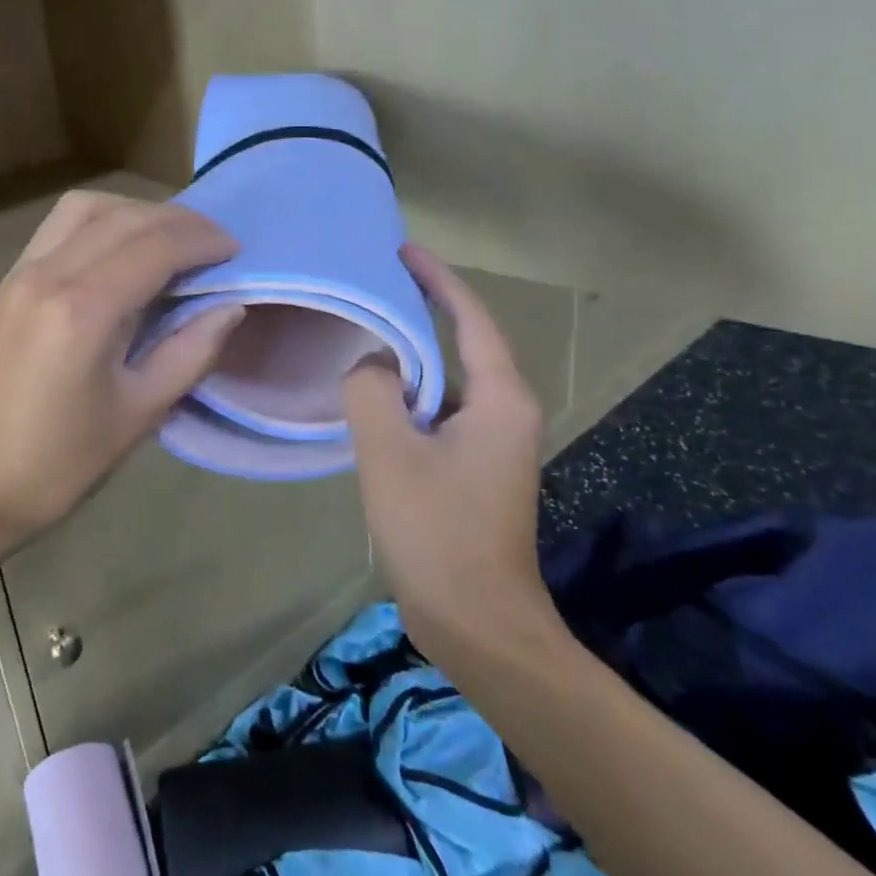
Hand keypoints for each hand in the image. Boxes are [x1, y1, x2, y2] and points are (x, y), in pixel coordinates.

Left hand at [0, 191, 242, 552]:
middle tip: (212, 243)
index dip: (202, 240)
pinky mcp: (3, 285)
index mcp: (82, 309)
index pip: (154, 246)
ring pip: (82, 209)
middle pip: (121, 216)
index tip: (234, 250)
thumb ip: (190, 353)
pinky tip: (117, 256)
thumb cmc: (56, 463)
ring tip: (166, 240)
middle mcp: (46, 274)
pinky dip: (97, 225)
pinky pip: (56, 230)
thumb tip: (231, 307)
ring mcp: (17, 274)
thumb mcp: (137, 414)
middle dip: (176, 220)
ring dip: (132, 212)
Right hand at [343, 244, 562, 668]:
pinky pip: (441, 408)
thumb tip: (370, 364)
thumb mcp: (390, 452)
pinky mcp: (476, 467)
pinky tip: (375, 391)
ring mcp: (494, 443)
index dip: (438, 279)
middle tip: (377, 280)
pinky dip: (411, 390)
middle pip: (466, 341)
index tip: (403, 250)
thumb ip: (371, 390)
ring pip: (450, 378)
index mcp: (499, 399)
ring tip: (369, 325)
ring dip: (414, 351)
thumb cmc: (437, 532)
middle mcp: (506, 412)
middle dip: (426, 307)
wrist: (478, 624)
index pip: (471, 318)